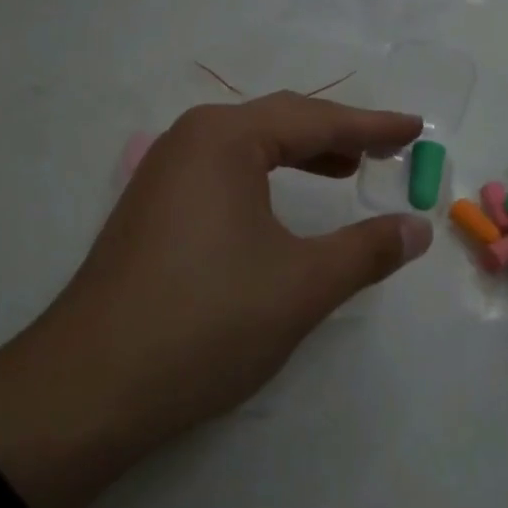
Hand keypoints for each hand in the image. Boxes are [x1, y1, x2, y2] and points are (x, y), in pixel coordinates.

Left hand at [0, 93, 431, 507]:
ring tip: (344, 171)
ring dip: (299, 155)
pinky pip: (222, 175)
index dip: (372, 127)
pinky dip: (264, 179)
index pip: (315, 120)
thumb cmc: (207, 321)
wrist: (89, 387)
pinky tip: (280, 207)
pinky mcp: (150, 211)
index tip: (415, 128)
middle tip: (385, 149)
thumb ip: (366, 250)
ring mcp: (162, 175)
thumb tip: (417, 228)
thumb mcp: (302, 285)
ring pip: (247, 148)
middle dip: (337, 134)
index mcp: (225, 139)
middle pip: (278, 123)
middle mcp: (189, 141)